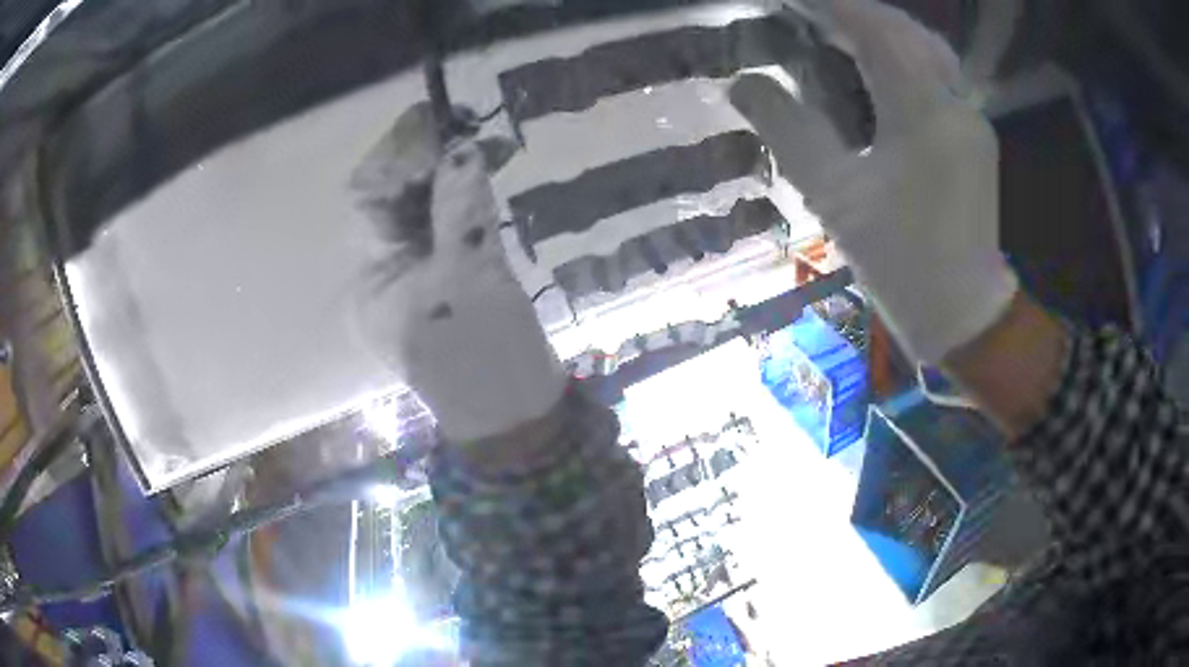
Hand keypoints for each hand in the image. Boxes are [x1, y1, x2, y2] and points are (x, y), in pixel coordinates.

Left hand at [350, 103, 564, 442]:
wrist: (515, 416)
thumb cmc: (483, 354)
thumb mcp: (471, 276)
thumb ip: (460, 207)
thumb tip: (460, 149)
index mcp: (371, 278)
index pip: (367, 198)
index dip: (396, 157)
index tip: (435, 125)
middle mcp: (382, 276)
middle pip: (392, 203)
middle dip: (425, 164)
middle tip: (466, 135)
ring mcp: (413, 281)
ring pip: (420, 215)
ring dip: (447, 181)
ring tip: (482, 154)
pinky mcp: (442, 286)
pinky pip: (443, 234)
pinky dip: (461, 207)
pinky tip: (482, 186)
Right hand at [731, 0, 1017, 363]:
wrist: (964, 314)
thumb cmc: (902, 262)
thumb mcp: (835, 198)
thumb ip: (788, 131)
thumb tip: (743, 84)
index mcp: (924, 114)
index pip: (876, 30)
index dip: (832, 4)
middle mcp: (956, 104)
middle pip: (907, 31)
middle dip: (857, 11)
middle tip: (810, 13)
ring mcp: (972, 119)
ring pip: (927, 48)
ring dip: (882, 30)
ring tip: (838, 30)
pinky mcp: (975, 135)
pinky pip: (938, 74)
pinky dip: (903, 55)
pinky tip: (876, 66)